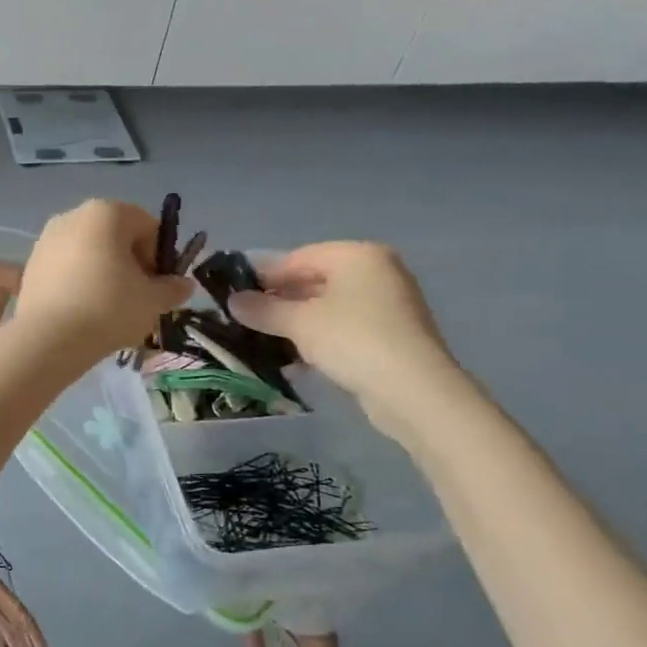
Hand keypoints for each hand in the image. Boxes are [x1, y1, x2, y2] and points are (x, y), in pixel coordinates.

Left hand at [14, 200, 192, 359]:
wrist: (49, 338)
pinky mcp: (31, 263)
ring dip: (104, 273)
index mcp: (106, 212)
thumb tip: (183, 284)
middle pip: (115, 236)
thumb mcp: (153, 301)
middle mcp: (73, 215)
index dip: (158, 257)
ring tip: (108, 308)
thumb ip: (172, 288)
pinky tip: (82, 310)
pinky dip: (78, 281)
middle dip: (130, 263)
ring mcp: (46, 238)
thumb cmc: (109, 308)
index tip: (156, 287)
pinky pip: (65, 267)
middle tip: (135, 298)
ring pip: (89, 252)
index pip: (147, 226)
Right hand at [227, 242, 462, 418]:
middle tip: (247, 320)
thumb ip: (263, 309)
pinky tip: (296, 359)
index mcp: (357, 255)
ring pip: (328, 306)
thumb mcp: (298, 323)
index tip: (235, 296)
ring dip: (296, 323)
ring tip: (265, 341)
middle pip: (314, 280)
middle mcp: (376, 272)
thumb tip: (232, 301)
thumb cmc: (352, 340)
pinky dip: (319, 338)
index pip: (297, 257)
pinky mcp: (392, 335)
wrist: (414, 391)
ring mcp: (388, 304)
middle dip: (280, 301)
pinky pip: (344, 327)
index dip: (263, 276)